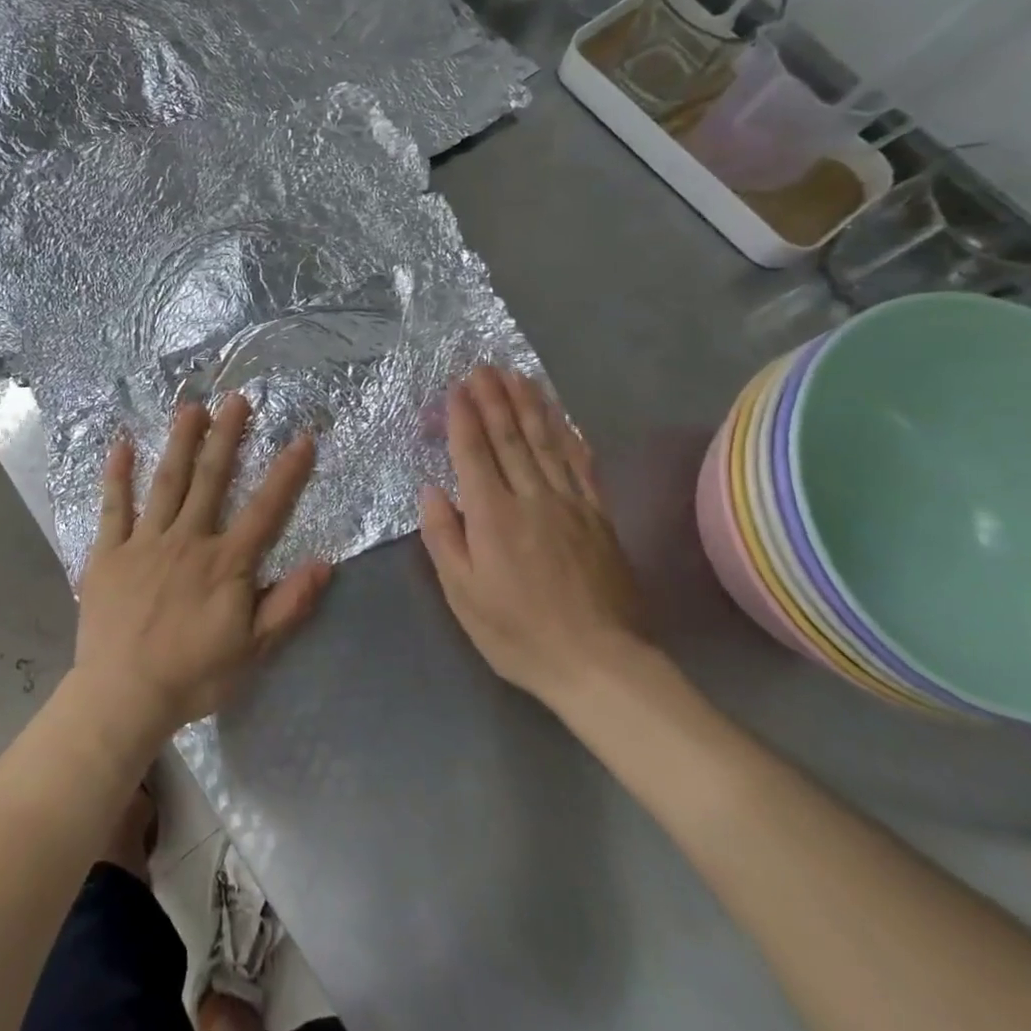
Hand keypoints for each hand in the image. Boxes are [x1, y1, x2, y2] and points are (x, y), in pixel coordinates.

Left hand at [73, 394, 331, 738]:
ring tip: (190, 407)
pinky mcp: (109, 552)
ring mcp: (145, 542)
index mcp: (224, 563)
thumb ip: (288, 605)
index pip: (264, 510)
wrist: (122, 697)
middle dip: (226, 437)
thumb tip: (324, 563)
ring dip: (180, 443)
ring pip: (166, 482)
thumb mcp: (252, 651)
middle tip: (236, 399)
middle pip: (211, 480)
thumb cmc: (192, 676)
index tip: (301, 438)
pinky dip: (117, 475)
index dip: (286, 473)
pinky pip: (113, 507)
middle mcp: (187, 540)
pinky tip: (120, 445)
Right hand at [420, 366, 646, 711]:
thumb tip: (431, 489)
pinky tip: (563, 419)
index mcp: (493, 515)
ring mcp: (570, 504)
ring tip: (518, 376)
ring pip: (546, 442)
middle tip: (484, 366)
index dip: (464, 417)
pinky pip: (582, 466)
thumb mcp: (463, 594)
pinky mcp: (598, 517)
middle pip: (510, 437)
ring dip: (530, 405)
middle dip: (494, 398)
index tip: (457, 387)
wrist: (600, 664)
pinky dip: (570, 436)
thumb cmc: (518, 632)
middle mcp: (531, 497)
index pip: (474, 452)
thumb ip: (444, 537)